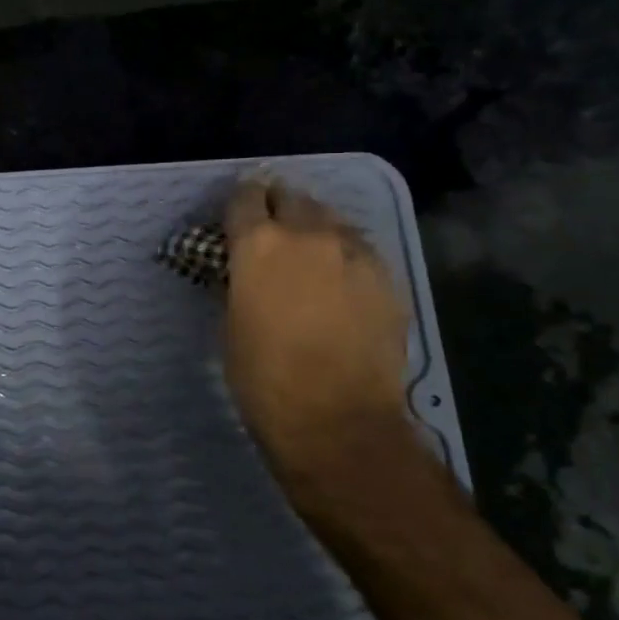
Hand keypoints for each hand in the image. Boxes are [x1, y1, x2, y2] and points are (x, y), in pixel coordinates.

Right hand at [222, 178, 411, 492]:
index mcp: (260, 245)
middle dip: (279, 206)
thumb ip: (237, 284)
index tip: (237, 212)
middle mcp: (308, 235)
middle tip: (272, 227)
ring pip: (331, 219)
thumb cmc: (264, 379)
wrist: (337, 421)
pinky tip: (340, 279)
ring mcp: (354, 252)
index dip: (239, 201)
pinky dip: (344, 254)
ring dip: (315, 227)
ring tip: (309, 251)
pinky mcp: (387, 277)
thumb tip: (241, 272)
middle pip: (292, 197)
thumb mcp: (231, 325)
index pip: (245, 197)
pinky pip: (360, 249)